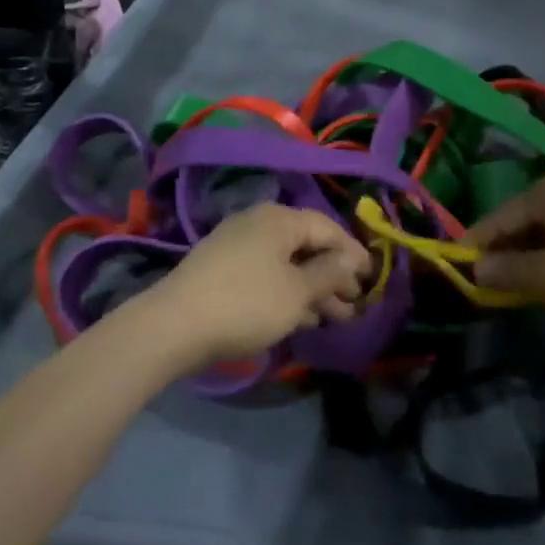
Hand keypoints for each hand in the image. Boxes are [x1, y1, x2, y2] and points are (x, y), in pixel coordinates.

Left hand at [139, 204, 371, 367]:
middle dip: (333, 276)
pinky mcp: (222, 268)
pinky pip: (266, 273)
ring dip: (312, 288)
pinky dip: (287, 291)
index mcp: (281, 219)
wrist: (173, 325)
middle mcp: (260, 222)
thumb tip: (352, 259)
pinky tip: (301, 318)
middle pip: (307, 245)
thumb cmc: (246, 303)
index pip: (328, 228)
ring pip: (287, 262)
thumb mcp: (297, 292)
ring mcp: (237, 244)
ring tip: (334, 318)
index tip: (371, 279)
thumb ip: (329, 274)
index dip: (353, 253)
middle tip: (355, 305)